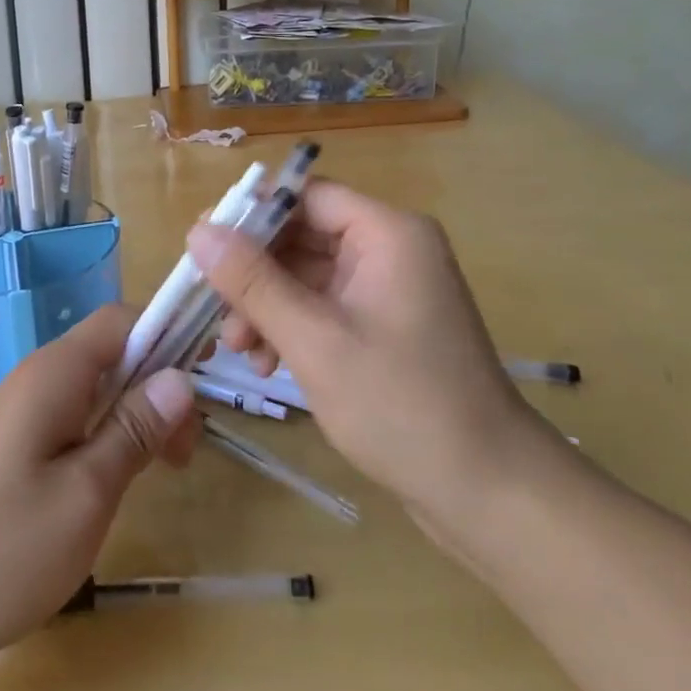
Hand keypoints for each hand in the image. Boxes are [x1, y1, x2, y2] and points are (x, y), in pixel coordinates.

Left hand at [0, 305, 197, 675]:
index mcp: (55, 373)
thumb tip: (179, 377)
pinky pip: (70, 416)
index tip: (202, 380)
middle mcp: (36, 377)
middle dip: (156, 386)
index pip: (120, 319)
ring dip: (132, 415)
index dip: (166, 334)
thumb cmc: (0, 548)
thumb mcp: (85, 494)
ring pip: (92, 388)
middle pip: (110, 353)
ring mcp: (19, 410)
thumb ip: (133, 430)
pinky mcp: (9, 443)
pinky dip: (103, 435)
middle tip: (185, 453)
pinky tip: (112, 479)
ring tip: (160, 469)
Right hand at [189, 181, 569, 547]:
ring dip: (267, 303)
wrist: (491, 495)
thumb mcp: (315, 341)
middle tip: (214, 310)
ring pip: (307, 273)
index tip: (203, 247)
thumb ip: (253, 282)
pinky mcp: (386, 323)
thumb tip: (198, 231)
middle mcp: (390, 248)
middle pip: (302, 235)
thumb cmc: (402, 406)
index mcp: (387, 233)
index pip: (304, 196)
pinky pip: (325, 304)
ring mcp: (389, 288)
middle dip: (254, 272)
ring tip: (238, 349)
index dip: (251, 215)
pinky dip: (292, 325)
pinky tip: (267, 363)